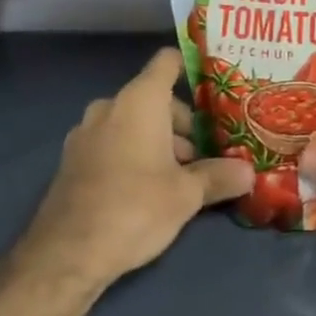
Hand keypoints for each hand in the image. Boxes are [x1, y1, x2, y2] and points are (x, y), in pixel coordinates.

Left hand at [13, 48, 253, 296]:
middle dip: (181, 122)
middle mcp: (111, 105)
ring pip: (132, 121)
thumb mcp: (186, 195)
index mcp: (140, 100)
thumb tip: (249, 172)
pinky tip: (146, 188)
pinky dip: (132, 152)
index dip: (191, 68)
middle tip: (205, 152)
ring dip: (157, 140)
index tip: (214, 87)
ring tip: (180, 176)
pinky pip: (112, 140)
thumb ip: (218, 177)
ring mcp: (86, 131)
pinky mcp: (73, 158)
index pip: (168, 61)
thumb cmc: (135, 208)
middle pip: (154, 97)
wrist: (65, 254)